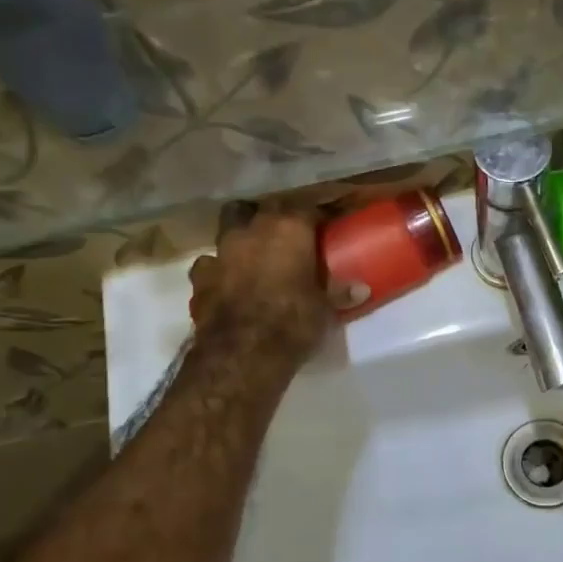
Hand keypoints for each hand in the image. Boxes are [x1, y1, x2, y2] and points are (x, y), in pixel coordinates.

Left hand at [188, 201, 329, 361]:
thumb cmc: (293, 322)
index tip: (325, 224)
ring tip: (254, 252)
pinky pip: (209, 264)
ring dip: (242, 235)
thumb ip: (339, 293)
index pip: (308, 208)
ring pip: (230, 225)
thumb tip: (362, 290)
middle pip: (266, 208)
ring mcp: (222, 251)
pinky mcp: (200, 277)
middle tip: (289, 234)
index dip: (317, 215)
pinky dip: (218, 269)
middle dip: (277, 215)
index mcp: (290, 230)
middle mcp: (254, 230)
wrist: (242, 353)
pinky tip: (226, 281)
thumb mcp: (325, 309)